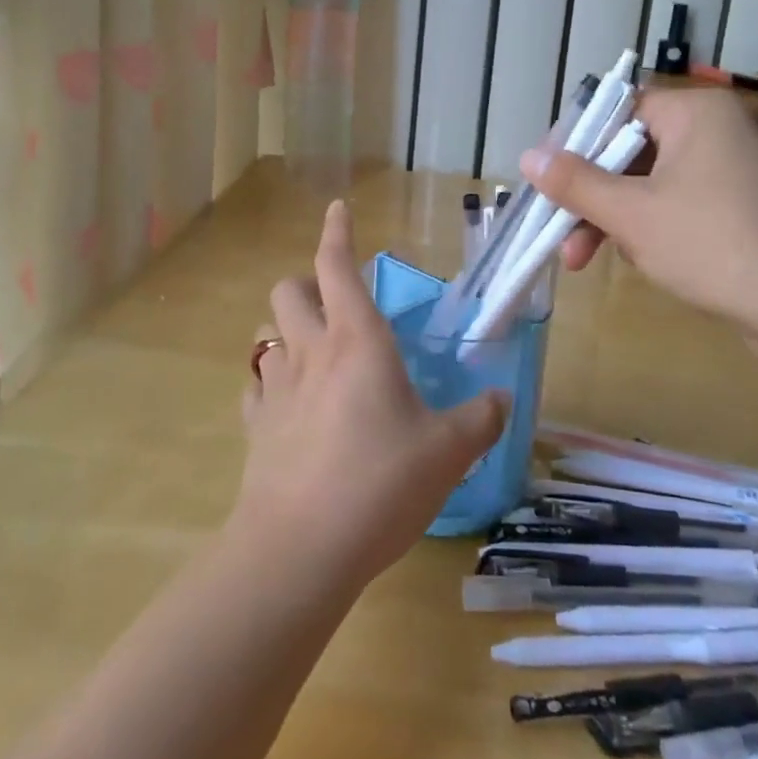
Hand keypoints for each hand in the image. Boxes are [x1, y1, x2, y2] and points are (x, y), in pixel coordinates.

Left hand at [234, 201, 508, 593]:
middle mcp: (311, 352)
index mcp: (358, 340)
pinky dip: (271, 382)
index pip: (337, 266)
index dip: (337, 232)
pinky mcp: (255, 428)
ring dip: (285, 330)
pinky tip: (290, 406)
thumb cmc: (380, 483)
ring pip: (267, 334)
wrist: (299, 550)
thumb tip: (502, 399)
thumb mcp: (448, 452)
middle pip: (288, 290)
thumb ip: (480, 419)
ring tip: (312, 351)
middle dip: (307, 283)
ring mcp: (275, 389)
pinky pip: (256, 387)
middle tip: (334, 302)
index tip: (338, 208)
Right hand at [525, 88, 757, 331]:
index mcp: (692, 112)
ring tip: (583, 260)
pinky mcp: (731, 206)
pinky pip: (671, 204)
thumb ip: (575, 183)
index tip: (542, 179)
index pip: (615, 111)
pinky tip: (634, 260)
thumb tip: (528, 157)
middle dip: (589, 195)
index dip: (573, 144)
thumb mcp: (631, 213)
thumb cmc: (712, 244)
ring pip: (645, 183)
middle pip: (626, 151)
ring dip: (611, 218)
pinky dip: (644, 228)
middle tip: (557, 233)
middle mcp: (710, 130)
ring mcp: (723, 170)